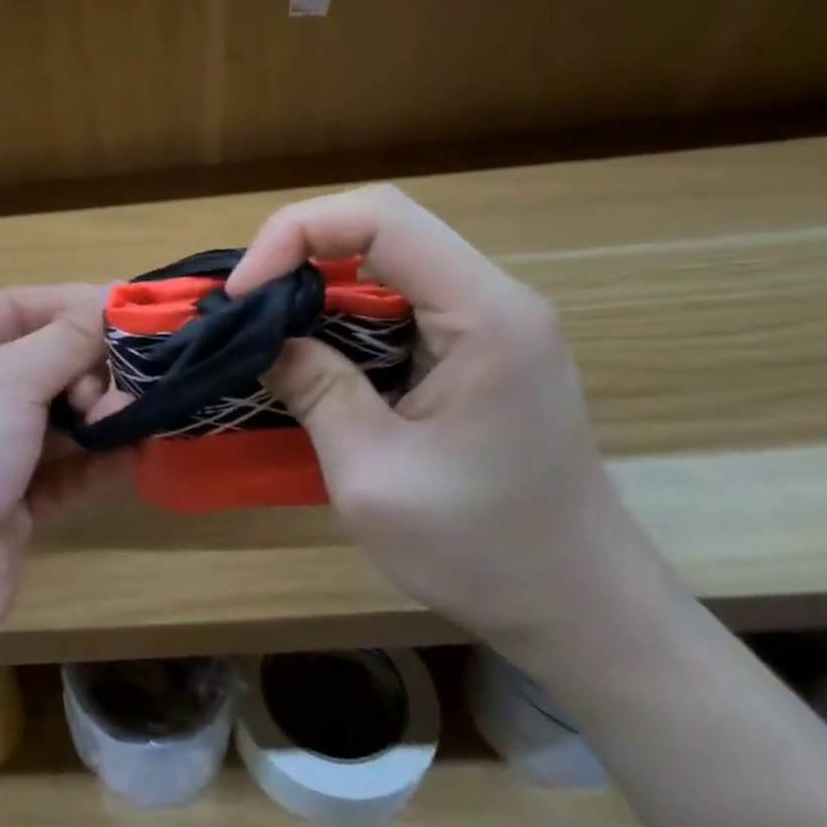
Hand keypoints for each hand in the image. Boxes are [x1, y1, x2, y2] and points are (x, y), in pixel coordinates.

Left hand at [0, 285, 129, 641]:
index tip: (138, 312)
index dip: (78, 304)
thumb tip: (115, 301)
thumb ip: (67, 340)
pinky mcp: (17, 495)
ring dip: (100, 414)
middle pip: (48, 358)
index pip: (22, 306)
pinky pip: (68, 465)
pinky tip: (131, 456)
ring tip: (124, 423)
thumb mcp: (6, 380)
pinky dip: (98, 459)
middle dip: (90, 369)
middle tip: (119, 388)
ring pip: (63, 413)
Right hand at [231, 186, 663, 656]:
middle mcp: (495, 300)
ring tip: (264, 333)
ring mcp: (492, 325)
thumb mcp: (374, 475)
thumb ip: (316, 392)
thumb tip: (265, 340)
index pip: (380, 218)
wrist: (581, 608)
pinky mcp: (480, 352)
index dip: (297, 234)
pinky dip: (344, 320)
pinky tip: (312, 358)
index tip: (244, 293)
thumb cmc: (482, 551)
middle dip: (299, 256)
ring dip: (317, 289)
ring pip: (388, 265)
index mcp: (484, 316)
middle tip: (244, 312)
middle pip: (382, 231)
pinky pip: (400, 306)